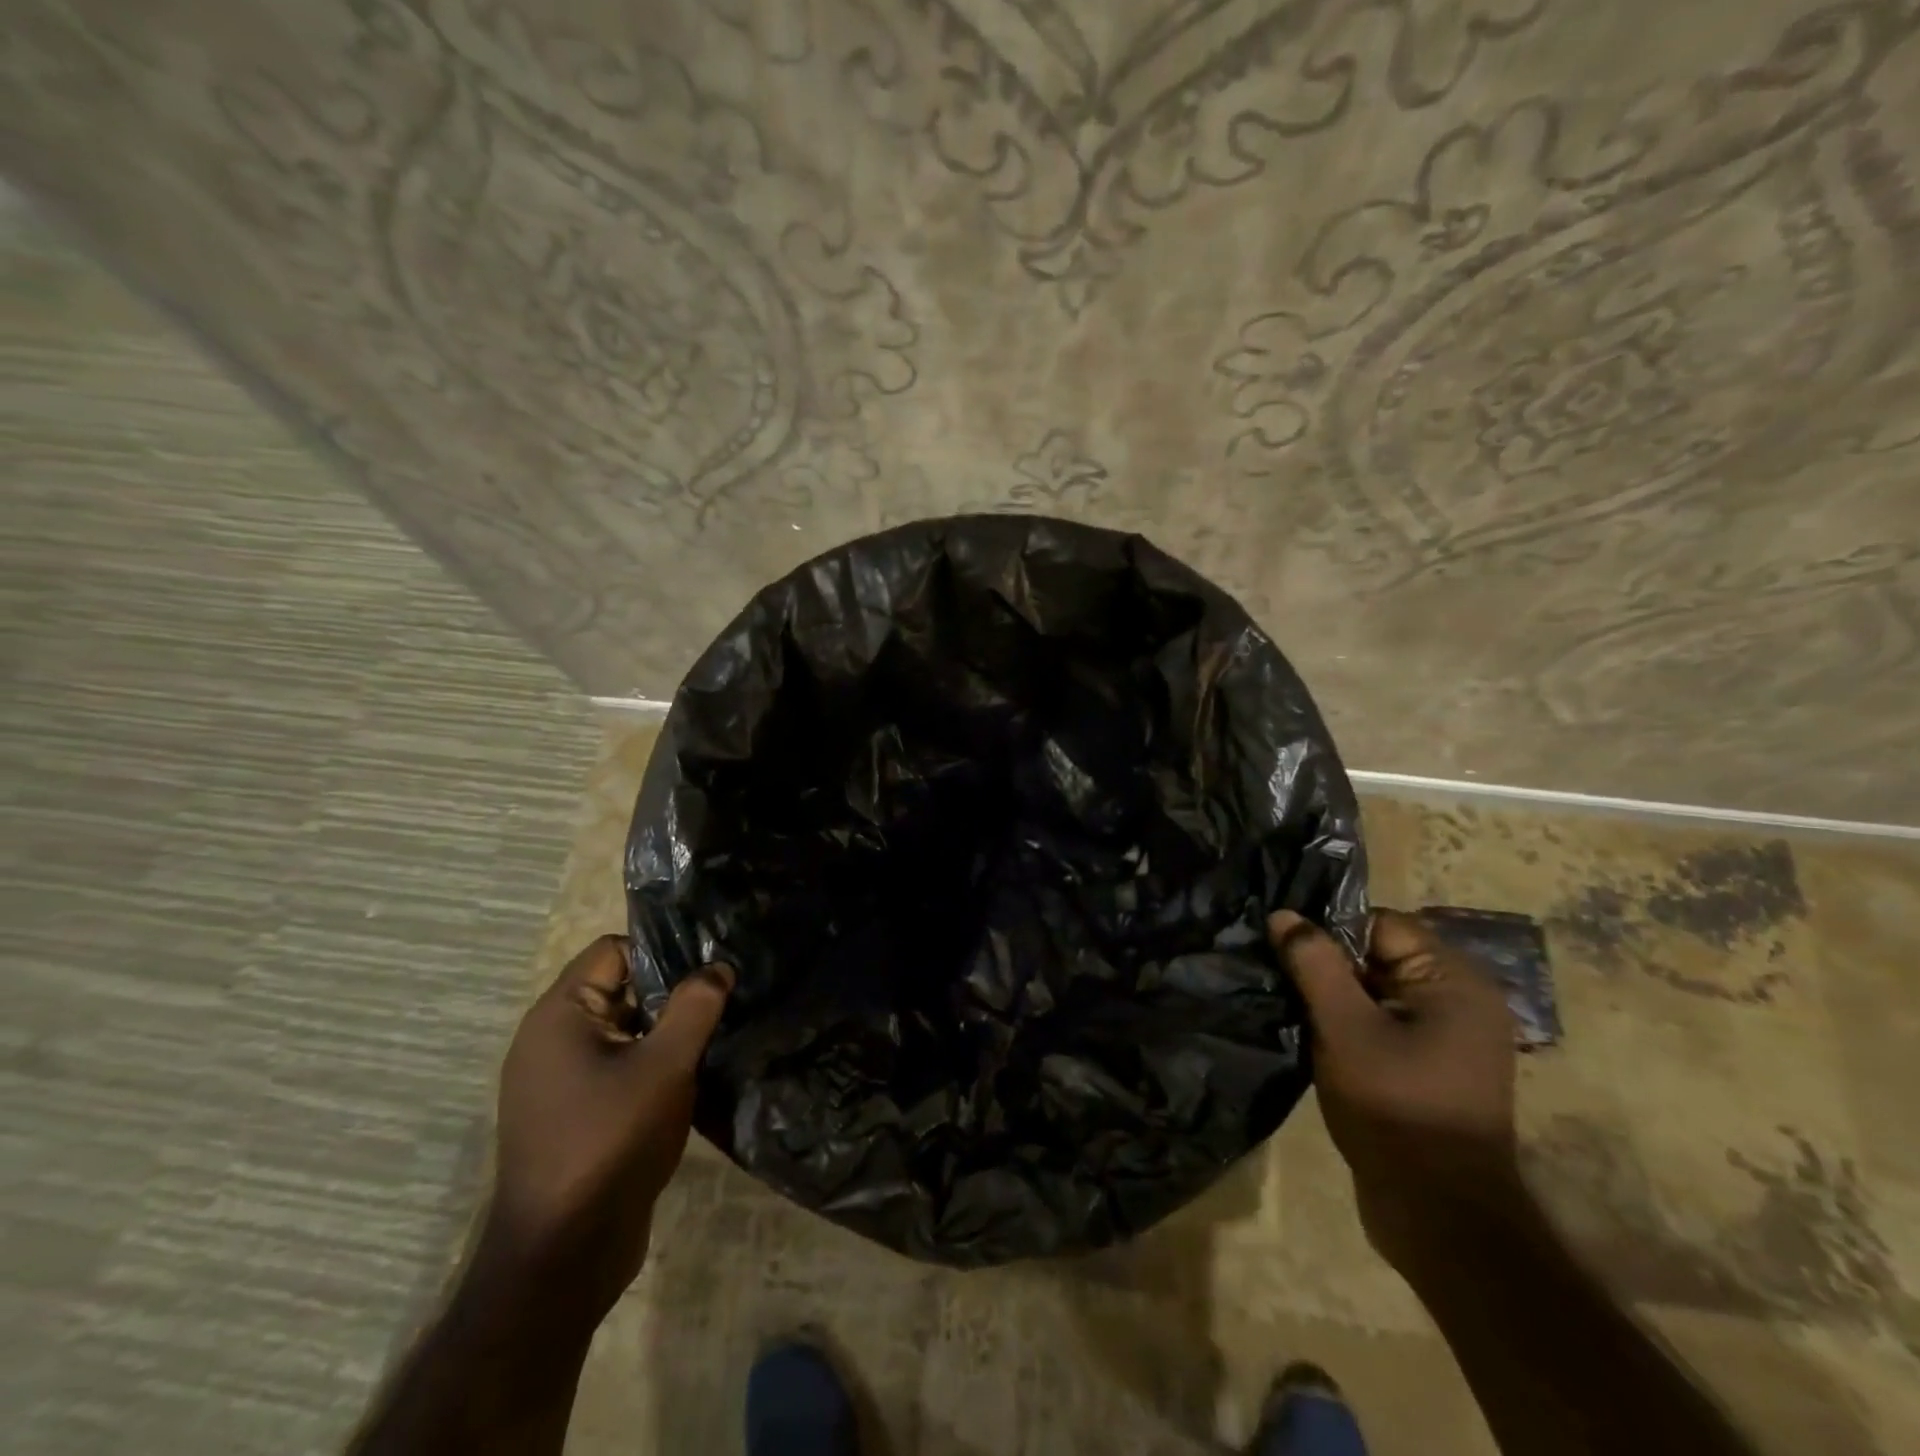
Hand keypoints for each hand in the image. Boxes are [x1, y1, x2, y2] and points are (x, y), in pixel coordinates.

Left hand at [479, 935, 731, 1330]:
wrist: (562, 1257)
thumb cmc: (609, 1143)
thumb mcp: (665, 1066)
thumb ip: (695, 1007)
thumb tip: (718, 966)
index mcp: (560, 1015)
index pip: (614, 950)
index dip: (663, 950)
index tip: (709, 964)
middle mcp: (551, 1039)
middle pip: (620, 988)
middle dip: (671, 992)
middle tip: (723, 996)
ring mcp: (559, 1080)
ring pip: (624, 1030)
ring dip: (666, 1031)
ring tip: (717, 1033)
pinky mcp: (574, 1113)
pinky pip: (618, 1065)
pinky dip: (652, 1063)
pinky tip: (692, 1075)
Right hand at [1268, 908, 1519, 1269]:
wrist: (1439, 1214)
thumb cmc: (1395, 1107)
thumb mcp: (1344, 1026)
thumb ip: (1314, 963)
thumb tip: (1284, 914)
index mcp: (1454, 981)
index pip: (1380, 924)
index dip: (1330, 932)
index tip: (1286, 950)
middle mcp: (1460, 1000)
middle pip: (1379, 955)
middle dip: (1329, 966)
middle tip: (1283, 980)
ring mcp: (1449, 1037)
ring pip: (1376, 991)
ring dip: (1335, 998)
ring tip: (1294, 1009)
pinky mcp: (1433, 1066)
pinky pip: (1383, 1022)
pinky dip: (1350, 1024)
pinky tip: (1317, 1038)